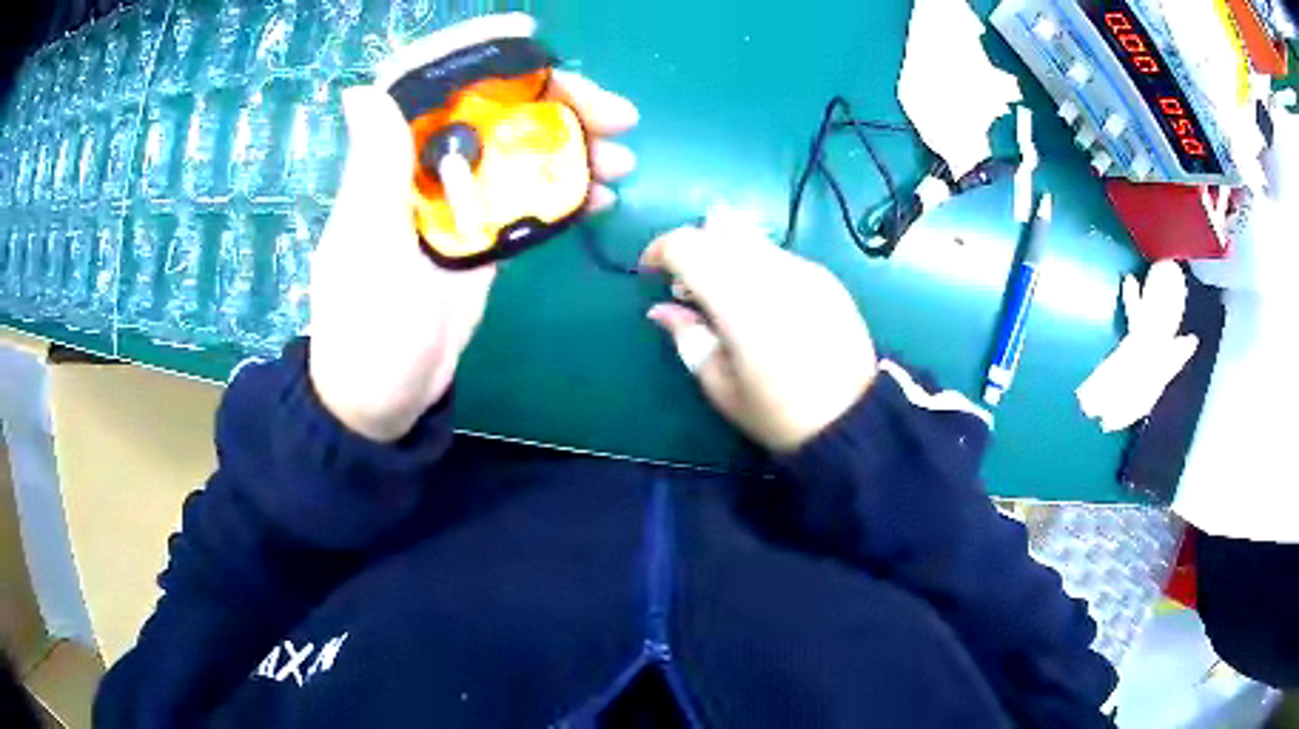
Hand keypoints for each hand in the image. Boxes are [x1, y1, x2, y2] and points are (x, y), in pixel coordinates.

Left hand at [309, 18, 638, 441]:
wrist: (385, 399)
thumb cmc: (368, 332)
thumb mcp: (367, 252)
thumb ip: (372, 172)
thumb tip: (364, 91)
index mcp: (387, 163)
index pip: (421, 81)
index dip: (468, 48)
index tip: (527, 35)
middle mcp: (423, 169)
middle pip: (490, 107)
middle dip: (553, 97)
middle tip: (614, 114)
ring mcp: (457, 200)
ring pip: (519, 146)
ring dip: (573, 141)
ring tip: (623, 156)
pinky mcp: (482, 232)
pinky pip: (529, 192)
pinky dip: (567, 186)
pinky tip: (604, 192)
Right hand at [640, 216, 877, 451]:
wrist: (852, 419)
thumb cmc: (777, 413)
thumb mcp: (720, 386)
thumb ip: (687, 338)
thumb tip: (662, 310)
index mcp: (739, 301)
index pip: (688, 245)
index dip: (660, 250)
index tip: (650, 274)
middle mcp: (771, 272)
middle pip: (717, 233)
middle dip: (691, 250)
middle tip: (686, 290)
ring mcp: (804, 270)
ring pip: (749, 238)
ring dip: (723, 253)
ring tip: (723, 292)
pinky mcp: (826, 278)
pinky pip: (778, 254)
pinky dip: (755, 263)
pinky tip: (761, 299)